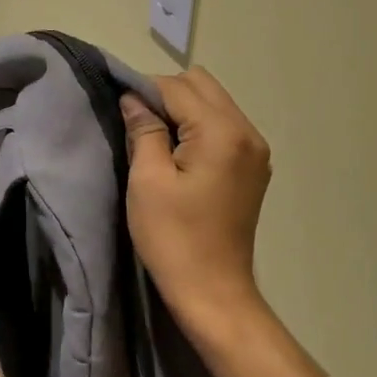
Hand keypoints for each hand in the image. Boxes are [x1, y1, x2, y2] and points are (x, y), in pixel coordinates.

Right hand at [120, 69, 271, 335]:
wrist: (212, 291)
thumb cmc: (173, 238)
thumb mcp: (147, 180)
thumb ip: (143, 130)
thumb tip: (133, 98)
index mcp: (222, 132)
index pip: (177, 87)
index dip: (144, 92)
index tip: (120, 113)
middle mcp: (248, 132)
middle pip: (202, 85)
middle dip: (166, 95)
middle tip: (139, 127)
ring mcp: (256, 150)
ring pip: (214, 103)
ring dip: (183, 111)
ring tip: (157, 142)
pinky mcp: (254, 167)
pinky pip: (224, 126)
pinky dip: (200, 128)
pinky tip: (181, 156)